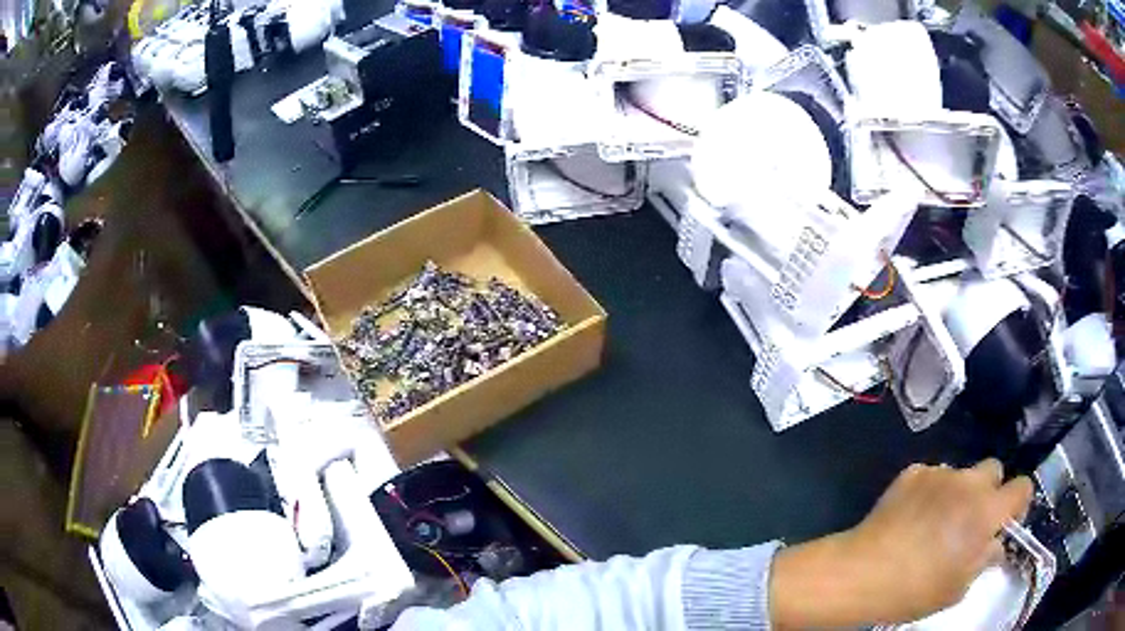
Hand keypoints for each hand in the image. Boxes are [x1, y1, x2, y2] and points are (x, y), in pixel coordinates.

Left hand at [770, 459, 1033, 628]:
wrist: (863, 573)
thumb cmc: (916, 590)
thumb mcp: (958, 587)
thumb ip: (984, 559)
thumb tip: (995, 544)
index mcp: (987, 510)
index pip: (1023, 486)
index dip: (1018, 503)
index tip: (1006, 521)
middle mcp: (969, 483)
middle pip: (993, 470)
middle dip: (990, 491)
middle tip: (972, 520)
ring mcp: (939, 473)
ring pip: (962, 473)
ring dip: (960, 492)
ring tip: (938, 521)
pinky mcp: (912, 472)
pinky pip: (932, 476)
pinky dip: (931, 491)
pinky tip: (913, 516)